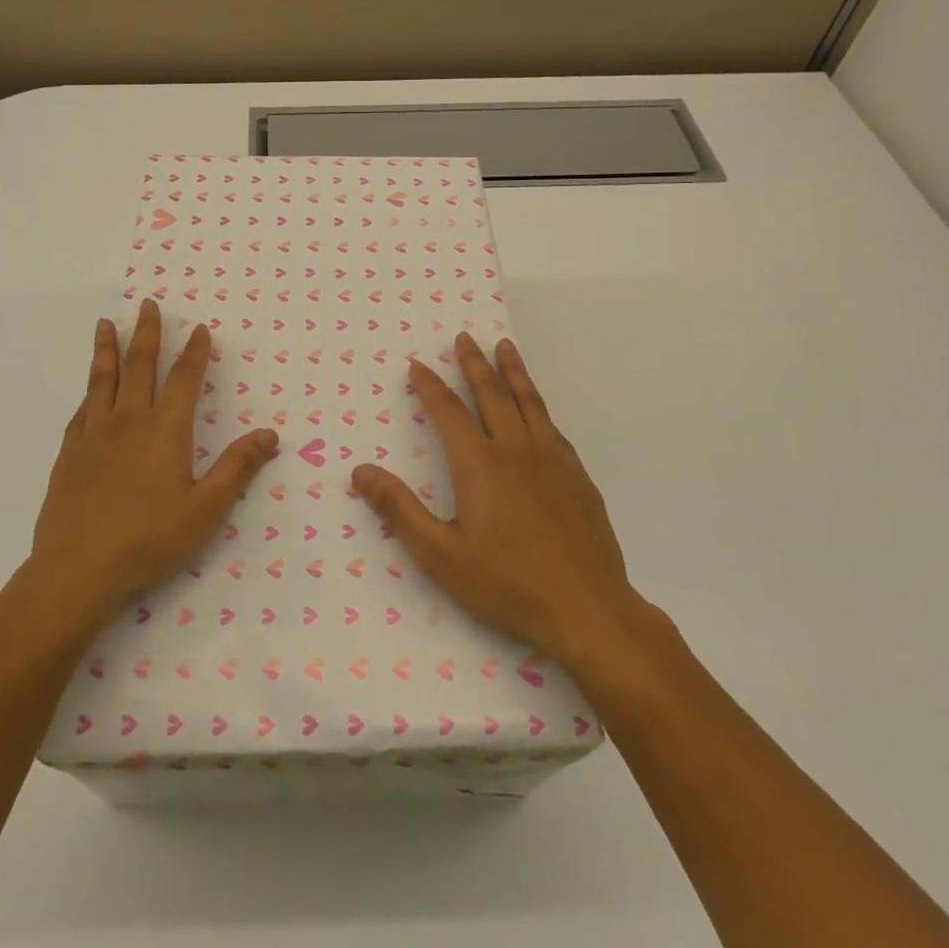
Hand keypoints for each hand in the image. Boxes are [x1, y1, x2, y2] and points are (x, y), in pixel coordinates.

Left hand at [31, 299, 278, 621]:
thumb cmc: (148, 540)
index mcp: (165, 429)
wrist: (76, 570)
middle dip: (147, 332)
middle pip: (140, 365)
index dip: (195, 351)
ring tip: (106, 323)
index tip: (199, 328)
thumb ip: (237, 468)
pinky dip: (89, 390)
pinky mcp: (69, 452)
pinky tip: (90, 388)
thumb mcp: (205, 511)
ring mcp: (94, 434)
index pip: (184, 378)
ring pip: (103, 379)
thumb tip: (270, 434)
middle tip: (147, 304)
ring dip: (108, 348)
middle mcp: (129, 420)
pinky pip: (82, 409)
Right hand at [352, 334, 661, 671]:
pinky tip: (537, 408)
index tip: (417, 364)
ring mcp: (552, 460)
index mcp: (479, 464)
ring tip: (505, 347)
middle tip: (464, 337)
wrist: (588, 610)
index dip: (429, 385)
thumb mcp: (440, 555)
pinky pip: (552, 426)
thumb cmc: (507, 585)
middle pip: (491, 394)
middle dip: (474, 363)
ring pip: (528, 402)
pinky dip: (538, 405)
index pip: (448, 411)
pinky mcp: (577, 477)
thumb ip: (399, 510)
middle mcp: (516, 450)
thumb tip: (361, 470)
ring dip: (512, 371)